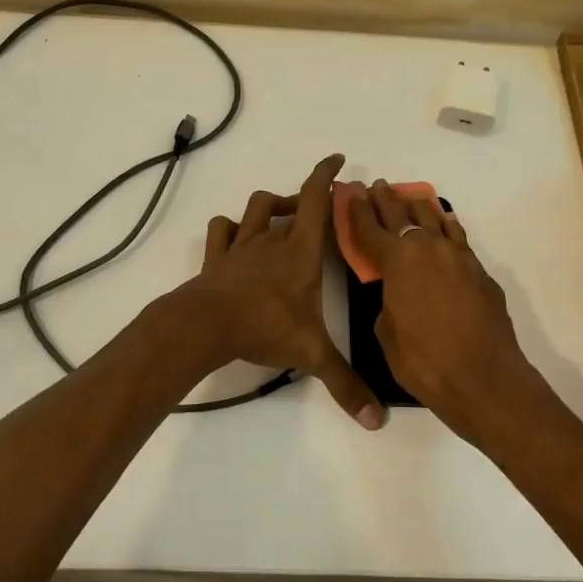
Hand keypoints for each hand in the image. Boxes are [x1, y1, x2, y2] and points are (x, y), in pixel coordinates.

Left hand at [175, 154, 382, 428]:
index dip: (326, 176)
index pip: (316, 201)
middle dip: (304, 199)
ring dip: (268, 207)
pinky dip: (230, 228)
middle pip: (287, 203)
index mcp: (300, 252)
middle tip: (316, 211)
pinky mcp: (215, 259)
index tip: (338, 160)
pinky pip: (221, 230)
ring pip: (253, 209)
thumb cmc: (264, 327)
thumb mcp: (311, 355)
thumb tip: (377, 421)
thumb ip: (344, 384)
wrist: (206, 325)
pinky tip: (236, 238)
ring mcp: (239, 247)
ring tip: (280, 220)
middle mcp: (271, 241)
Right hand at [346, 181, 543, 441]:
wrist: (483, 378)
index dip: (358, 210)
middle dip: (386, 200)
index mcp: (397, 262)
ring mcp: (458, 257)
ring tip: (409, 197)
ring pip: (435, 220)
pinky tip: (444, 223)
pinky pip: (457, 238)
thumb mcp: (387, 334)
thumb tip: (397, 296)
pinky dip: (446, 227)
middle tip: (377, 186)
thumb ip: (388, 304)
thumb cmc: (424, 361)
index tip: (352, 192)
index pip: (371, 228)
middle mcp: (428, 249)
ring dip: (418, 207)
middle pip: (403, 216)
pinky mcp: (480, 272)